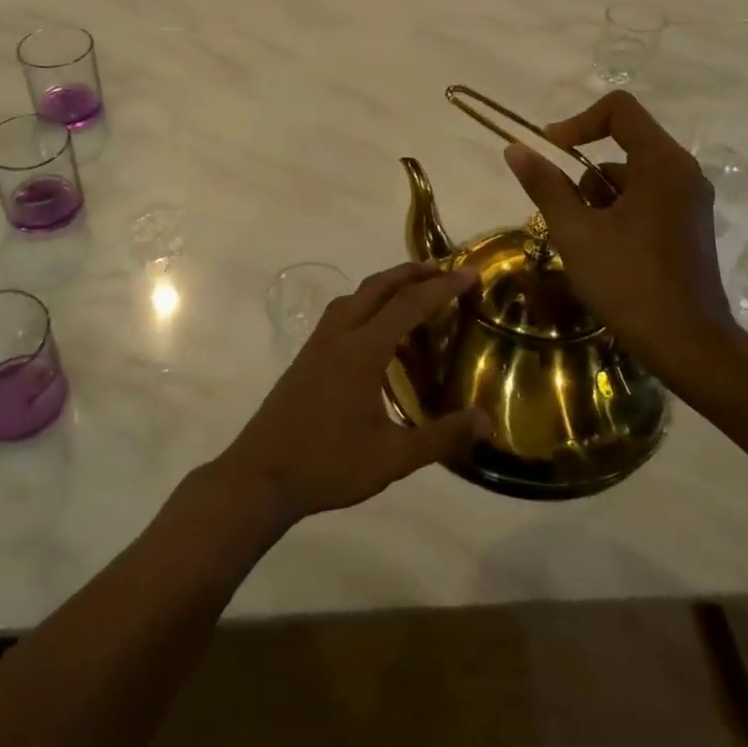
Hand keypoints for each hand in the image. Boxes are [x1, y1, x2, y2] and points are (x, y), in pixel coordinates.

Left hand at [212, 262, 489, 525]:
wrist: (261, 475)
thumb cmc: (328, 465)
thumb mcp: (392, 459)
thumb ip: (441, 437)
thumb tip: (486, 420)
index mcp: (361, 351)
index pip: (408, 305)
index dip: (441, 287)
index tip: (469, 273)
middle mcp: (339, 335)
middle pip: (377, 287)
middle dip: (412, 273)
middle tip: (445, 271)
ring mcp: (318, 343)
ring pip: (355, 296)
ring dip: (386, 285)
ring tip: (415, 291)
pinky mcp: (307, 356)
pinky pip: (342, 313)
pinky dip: (367, 304)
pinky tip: (378, 330)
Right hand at [504, 91, 742, 391]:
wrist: (688, 344)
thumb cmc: (629, 282)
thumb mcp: (575, 232)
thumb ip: (545, 185)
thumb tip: (516, 148)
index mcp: (662, 164)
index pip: (619, 110)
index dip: (577, 122)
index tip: (550, 151)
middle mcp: (683, 172)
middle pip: (623, 143)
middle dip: (582, 171)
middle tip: (562, 210)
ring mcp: (689, 200)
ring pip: (630, 175)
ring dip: (596, 196)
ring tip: (581, 239)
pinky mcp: (688, 224)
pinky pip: (645, 197)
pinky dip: (616, 211)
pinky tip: (602, 250)